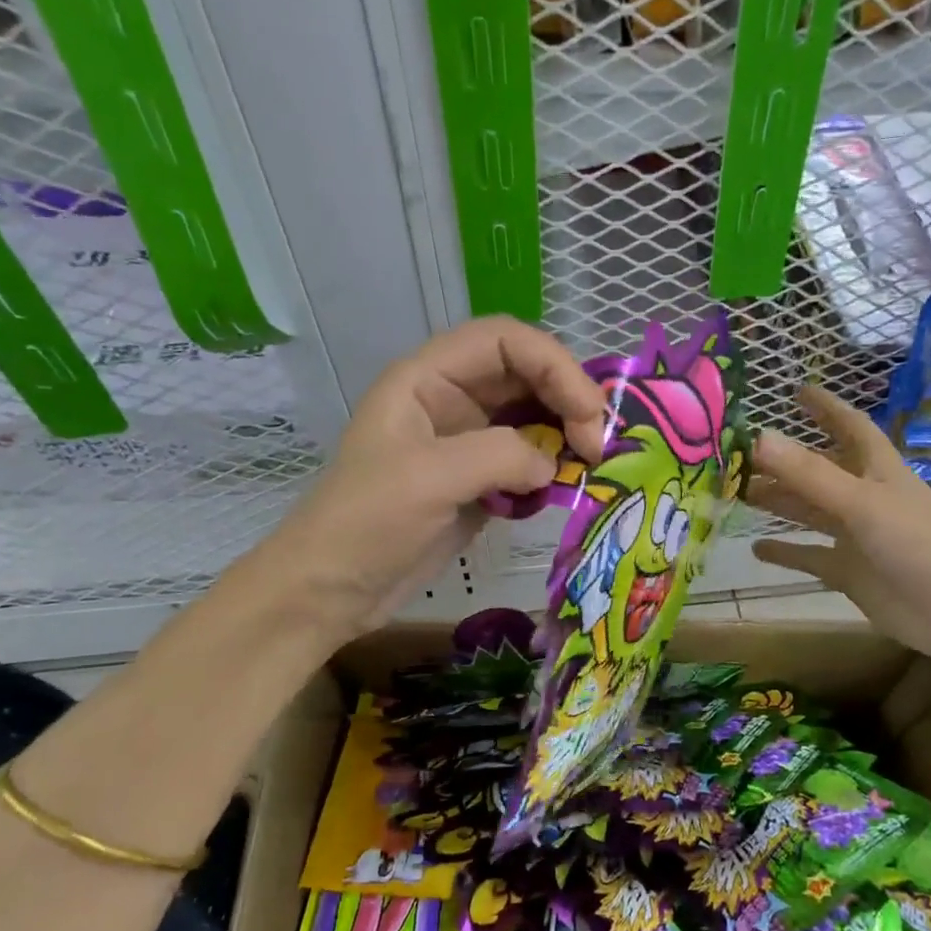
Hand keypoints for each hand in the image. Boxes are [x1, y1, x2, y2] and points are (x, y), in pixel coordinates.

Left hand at [249, 318, 607, 638]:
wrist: (333, 590)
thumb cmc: (366, 522)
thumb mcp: (428, 478)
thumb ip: (499, 456)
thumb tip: (553, 466)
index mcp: (428, 379)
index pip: (504, 340)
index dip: (554, 364)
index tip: (586, 412)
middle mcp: (452, 399)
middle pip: (527, 375)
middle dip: (568, 400)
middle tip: (598, 446)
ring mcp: (468, 441)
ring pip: (535, 416)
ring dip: (566, 436)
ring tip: (590, 466)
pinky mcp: (480, 480)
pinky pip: (530, 459)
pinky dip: (553, 470)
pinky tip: (562, 490)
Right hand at [747, 385, 930, 657]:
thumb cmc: (915, 543)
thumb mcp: (860, 502)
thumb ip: (808, 474)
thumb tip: (757, 438)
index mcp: (876, 469)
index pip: (849, 426)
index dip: (826, 408)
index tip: (796, 391)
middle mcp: (864, 497)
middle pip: (818, 470)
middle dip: (784, 461)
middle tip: (739, 455)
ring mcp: (856, 536)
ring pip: (809, 511)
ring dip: (779, 501)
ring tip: (739, 493)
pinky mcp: (849, 571)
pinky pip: (810, 556)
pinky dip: (785, 552)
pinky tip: (755, 548)